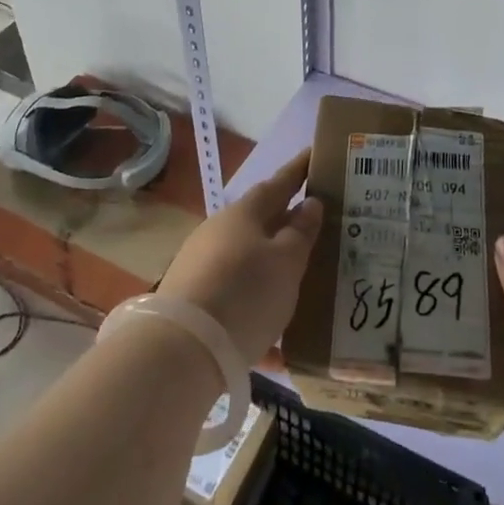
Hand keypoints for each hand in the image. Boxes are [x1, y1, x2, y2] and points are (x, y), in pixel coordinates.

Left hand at [158, 150, 321, 362]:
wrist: (183, 349)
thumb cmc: (245, 292)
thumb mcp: (286, 262)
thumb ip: (301, 232)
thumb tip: (309, 203)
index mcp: (244, 214)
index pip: (278, 183)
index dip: (298, 170)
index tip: (315, 155)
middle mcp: (220, 234)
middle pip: (261, 223)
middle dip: (288, 224)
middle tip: (320, 226)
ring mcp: (203, 268)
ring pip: (249, 263)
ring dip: (274, 271)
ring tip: (305, 286)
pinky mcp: (195, 304)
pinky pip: (237, 303)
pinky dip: (259, 315)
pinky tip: (279, 349)